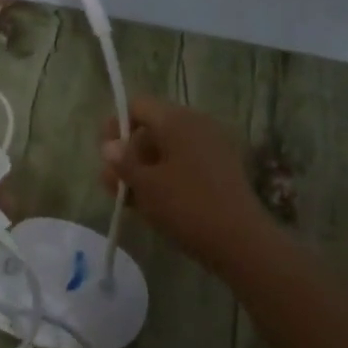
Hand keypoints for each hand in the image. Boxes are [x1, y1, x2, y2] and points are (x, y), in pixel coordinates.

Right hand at [100, 96, 271, 270]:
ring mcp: (213, 146)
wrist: (241, 241)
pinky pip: (186, 162)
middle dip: (129, 153)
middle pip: (152, 128)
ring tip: (129, 200)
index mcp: (177, 119)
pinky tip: (154, 204)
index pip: (138, 106)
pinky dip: (167, 176)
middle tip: (112, 184)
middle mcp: (197, 124)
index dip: (116, 126)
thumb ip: (122, 162)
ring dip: (146, 168)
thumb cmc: (186, 206)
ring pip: (169, 149)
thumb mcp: (145, 185)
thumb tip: (110, 145)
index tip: (105, 156)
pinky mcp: (222, 169)